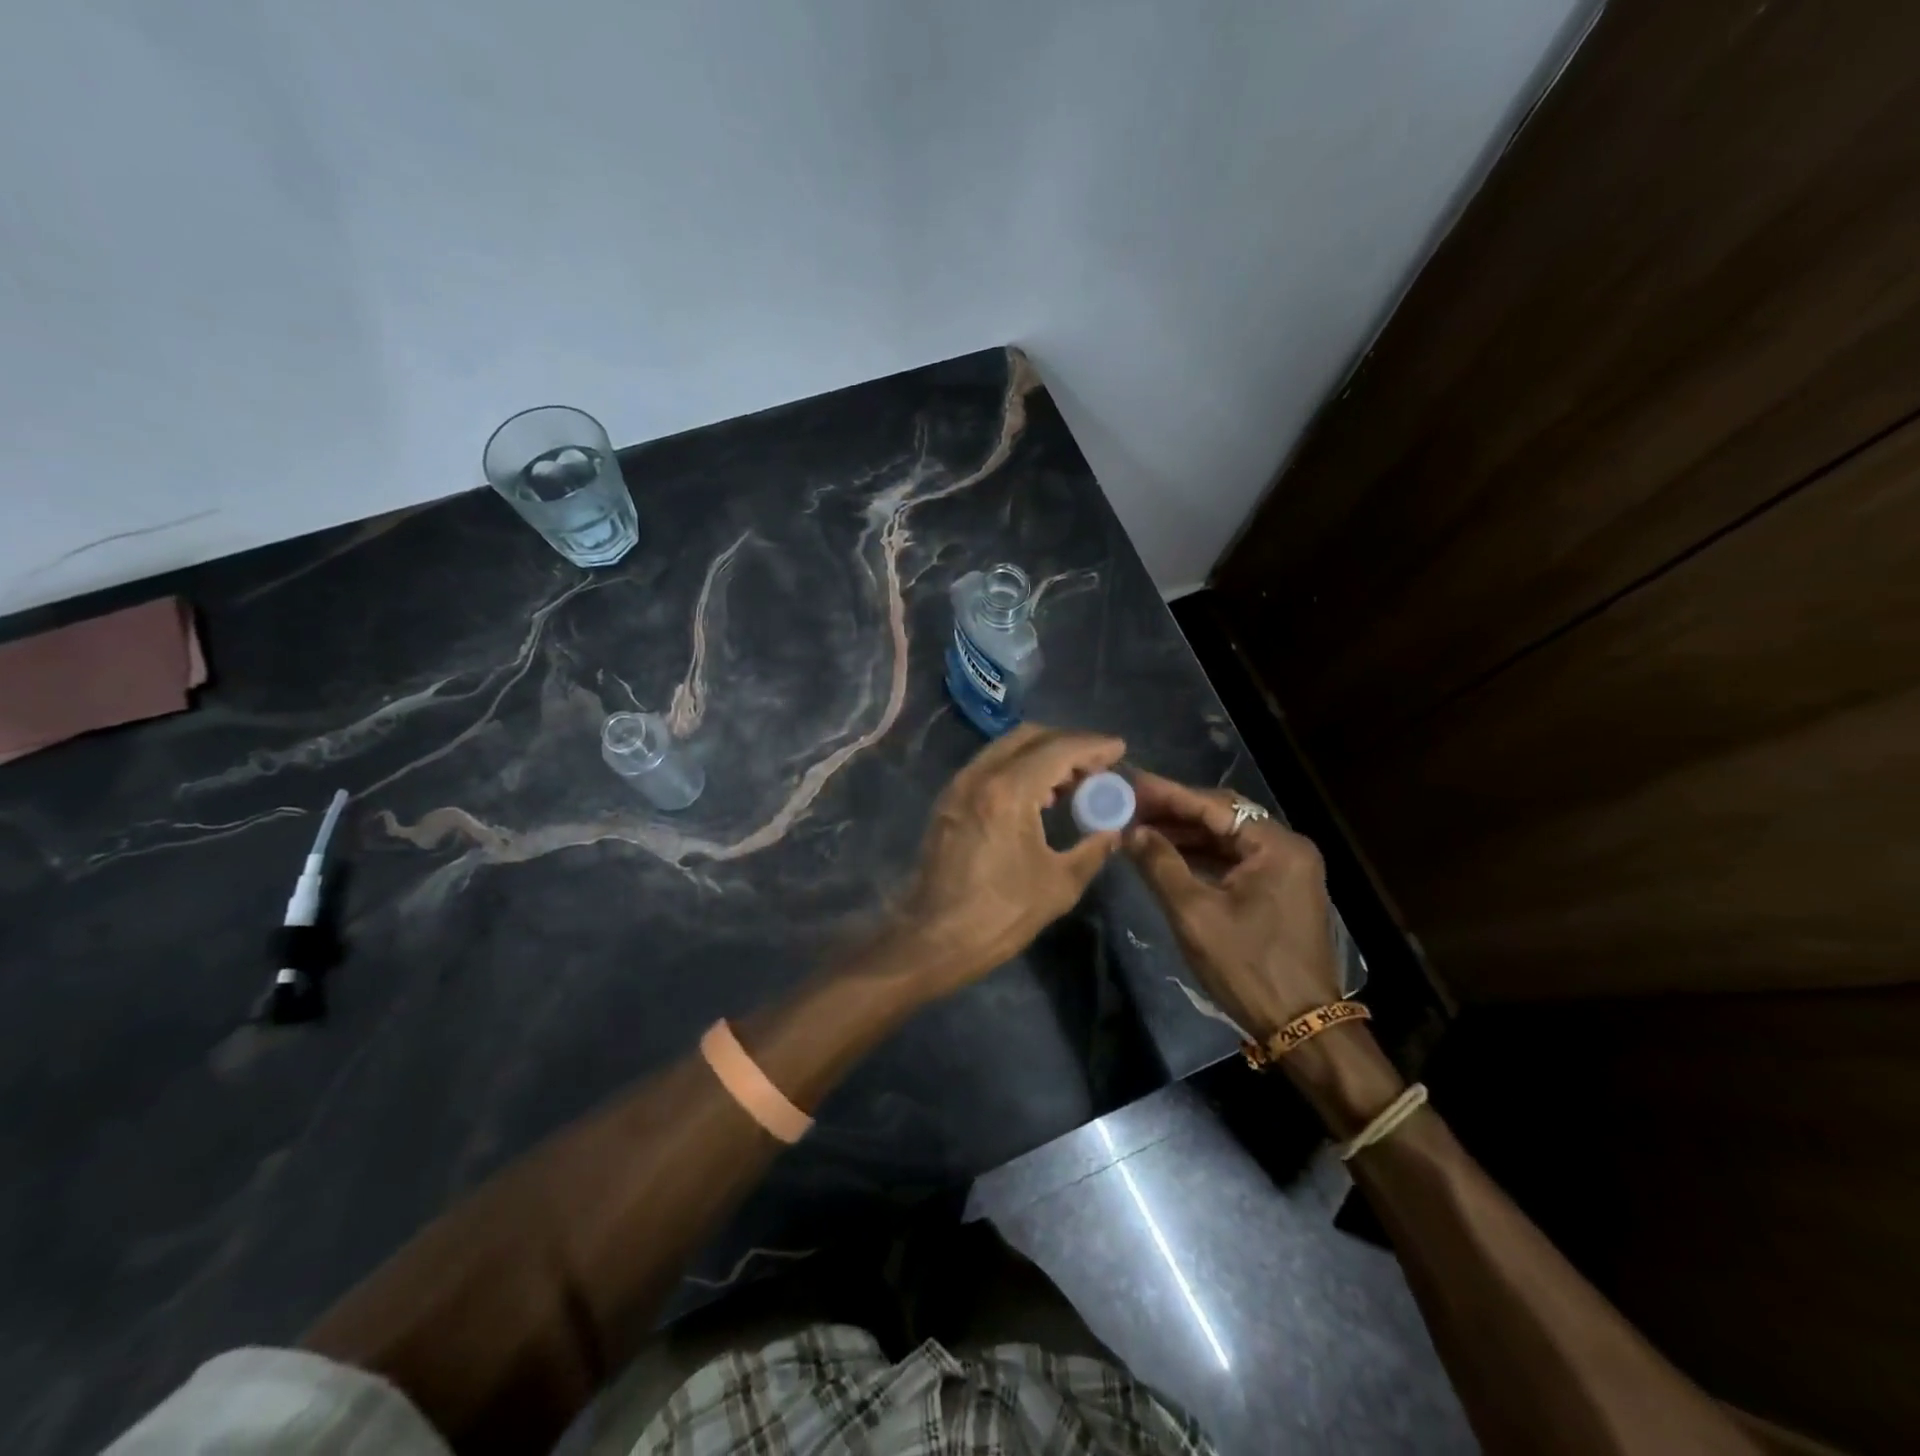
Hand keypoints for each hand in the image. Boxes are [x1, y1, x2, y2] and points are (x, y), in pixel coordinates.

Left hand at [894, 723, 1125, 990]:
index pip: (1059, 749)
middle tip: (1097, 765)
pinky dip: (1018, 768)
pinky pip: (989, 767)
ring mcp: (958, 786)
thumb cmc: (998, 916)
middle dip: (1067, 743)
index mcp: (1008, 791)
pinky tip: (1038, 797)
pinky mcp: (948, 801)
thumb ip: (1093, 849)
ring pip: (1006, 749)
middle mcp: (979, 776)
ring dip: (1041, 754)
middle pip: (1029, 737)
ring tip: (1073, 782)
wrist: (931, 939)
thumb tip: (1114, 830)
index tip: (1119, 749)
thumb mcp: (1058, 885)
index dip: (1093, 746)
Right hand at [1124, 771, 1341, 1040]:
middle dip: (1175, 810)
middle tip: (1131, 803)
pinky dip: (1201, 855)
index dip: (1168, 794)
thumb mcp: (1194, 914)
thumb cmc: (1247, 967)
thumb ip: (1160, 864)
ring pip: (1227, 837)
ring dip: (1185, 833)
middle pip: (1223, 816)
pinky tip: (1168, 854)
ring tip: (1141, 827)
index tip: (1130, 782)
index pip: (1213, 806)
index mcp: (1276, 846)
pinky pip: (1234, 859)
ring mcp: (1286, 869)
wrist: (1302, 1027)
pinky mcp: (1280, 889)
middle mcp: (1287, 848)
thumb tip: (1131, 830)